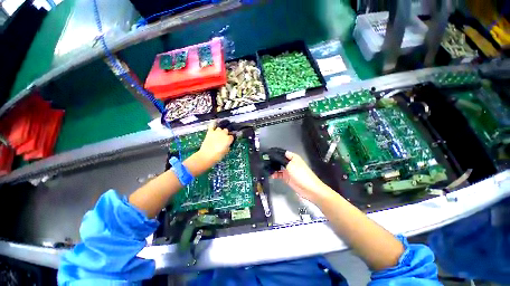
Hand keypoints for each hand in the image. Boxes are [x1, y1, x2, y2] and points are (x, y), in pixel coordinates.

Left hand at [197, 121, 233, 167]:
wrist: (206, 156)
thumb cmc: (218, 156)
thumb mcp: (226, 152)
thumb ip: (228, 146)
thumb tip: (228, 144)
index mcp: (229, 139)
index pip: (232, 136)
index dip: (231, 139)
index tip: (230, 141)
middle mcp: (223, 133)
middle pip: (226, 130)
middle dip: (226, 134)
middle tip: (224, 139)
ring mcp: (216, 132)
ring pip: (220, 128)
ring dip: (220, 131)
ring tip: (218, 134)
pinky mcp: (210, 132)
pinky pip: (212, 125)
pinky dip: (213, 123)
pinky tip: (215, 122)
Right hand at [271, 151, 332, 201]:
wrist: (310, 189)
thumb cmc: (301, 174)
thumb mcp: (290, 165)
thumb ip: (281, 160)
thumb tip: (272, 156)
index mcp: (293, 157)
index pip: (282, 152)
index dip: (275, 152)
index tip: (266, 153)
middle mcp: (290, 162)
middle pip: (279, 159)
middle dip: (272, 160)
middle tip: (263, 160)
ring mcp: (288, 170)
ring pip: (278, 167)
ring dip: (272, 168)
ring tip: (265, 167)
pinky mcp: (287, 177)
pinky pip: (279, 174)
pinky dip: (275, 174)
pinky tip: (270, 175)